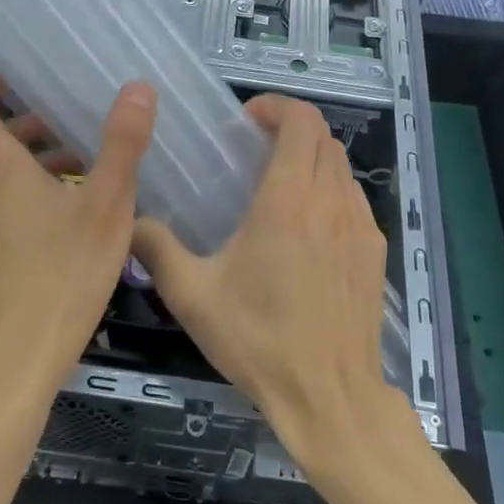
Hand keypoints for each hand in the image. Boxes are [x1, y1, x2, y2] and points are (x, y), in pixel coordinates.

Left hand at [0, 73, 155, 409]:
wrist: (10, 367)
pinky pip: (5, 213)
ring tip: (88, 174)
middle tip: (75, 125)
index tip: (14, 76)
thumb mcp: (105, 207)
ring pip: (2, 182)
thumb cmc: (60, 277)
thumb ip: (122, 145)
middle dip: (32, 128)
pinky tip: (75, 226)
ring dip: (38, 167)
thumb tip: (138, 88)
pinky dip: (33, 200)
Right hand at [131, 95, 415, 478]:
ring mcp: (361, 226)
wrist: (330, 396)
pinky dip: (331, 190)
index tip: (247, 119)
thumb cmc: (259, 340)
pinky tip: (307, 227)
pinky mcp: (374, 251)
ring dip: (312, 159)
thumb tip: (129, 222)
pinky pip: (354, 199)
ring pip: (342, 167)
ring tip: (278, 184)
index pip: (302, 121)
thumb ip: (156, 250)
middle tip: (254, 149)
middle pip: (323, 138)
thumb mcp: (193, 296)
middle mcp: (331, 201)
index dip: (277, 106)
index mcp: (288, 200)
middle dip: (291, 129)